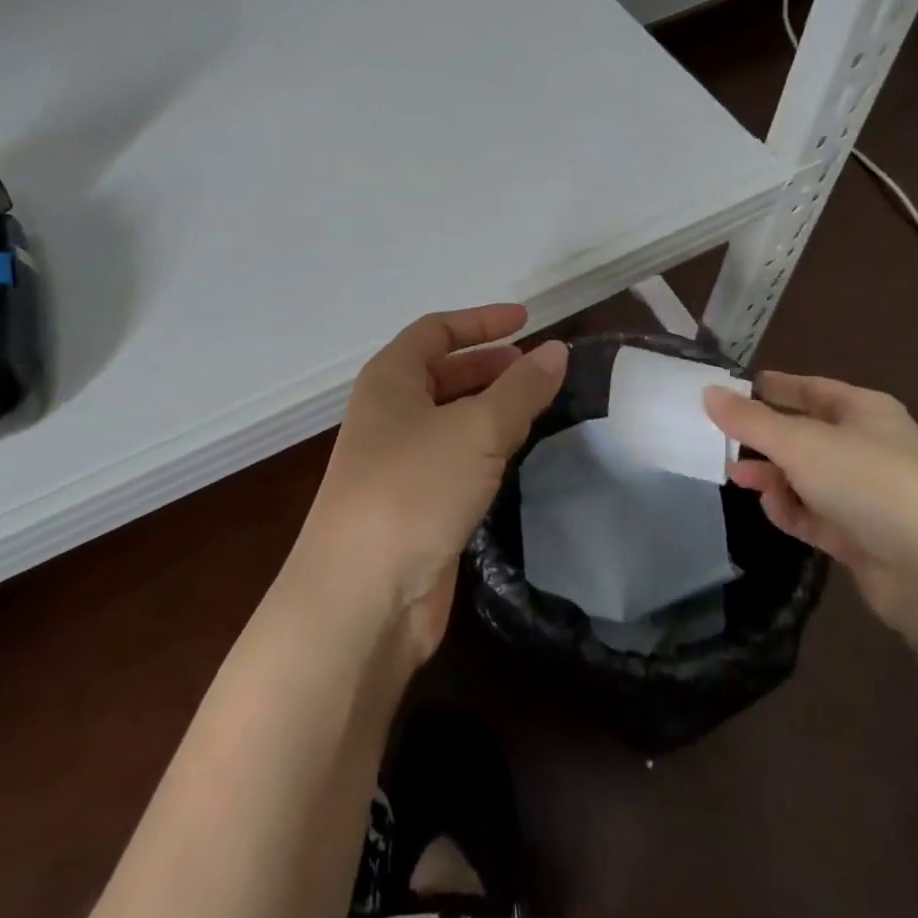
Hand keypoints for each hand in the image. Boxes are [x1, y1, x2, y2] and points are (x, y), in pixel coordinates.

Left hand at [293, 305, 567, 659]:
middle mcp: (389, 413)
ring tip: (539, 408)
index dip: (481, 322)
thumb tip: (556, 350)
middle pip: (443, 373)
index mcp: (389, 380)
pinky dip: (486, 449)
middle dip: (490, 366)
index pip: (436, 331)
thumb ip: (520, 388)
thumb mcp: (476, 429)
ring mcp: (399, 461)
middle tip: (539, 369)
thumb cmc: (413, 490)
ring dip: (491, 409)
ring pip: (452, 419)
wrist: (361, 596)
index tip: (527, 320)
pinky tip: (516, 456)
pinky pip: (455, 460)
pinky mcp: (415, 505)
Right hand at [703, 373, 917, 637]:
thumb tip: (708, 392)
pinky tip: (772, 509)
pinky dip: (792, 509)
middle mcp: (869, 447)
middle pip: (804, 434)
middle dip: (764, 439)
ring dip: (772, 477)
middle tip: (722, 440)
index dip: (773, 387)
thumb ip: (749, 419)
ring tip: (738, 477)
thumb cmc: (870, 484)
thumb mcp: (800, 444)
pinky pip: (816, 513)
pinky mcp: (864, 536)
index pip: (810, 389)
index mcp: (865, 411)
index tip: (733, 389)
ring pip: (807, 476)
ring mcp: (869, 494)